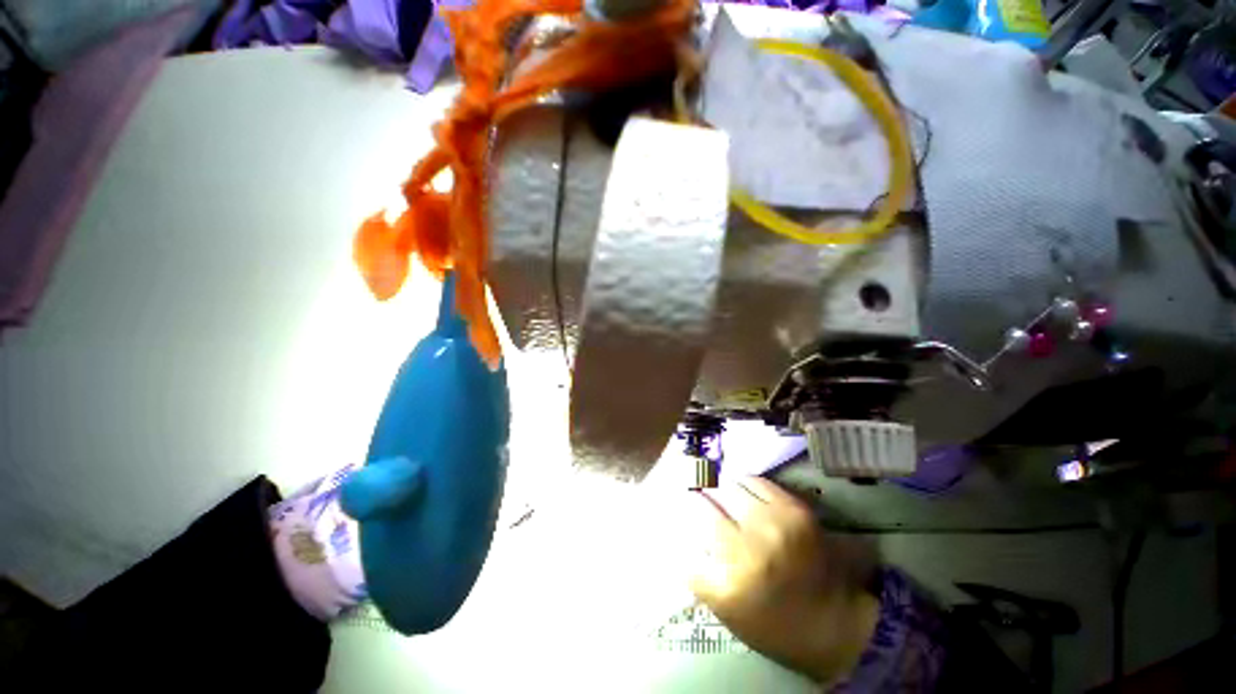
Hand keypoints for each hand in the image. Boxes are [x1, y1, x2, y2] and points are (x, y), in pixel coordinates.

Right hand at [681, 477, 879, 682]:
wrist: (833, 622)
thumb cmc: (771, 623)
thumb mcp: (724, 607)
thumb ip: (696, 569)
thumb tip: (681, 531)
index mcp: (729, 575)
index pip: (694, 521)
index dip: (687, 510)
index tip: (685, 506)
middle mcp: (750, 543)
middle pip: (709, 500)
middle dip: (703, 499)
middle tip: (703, 501)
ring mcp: (775, 522)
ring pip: (730, 486)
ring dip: (723, 491)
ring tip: (724, 497)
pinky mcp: (795, 509)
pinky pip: (755, 481)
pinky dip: (744, 484)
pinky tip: (744, 493)